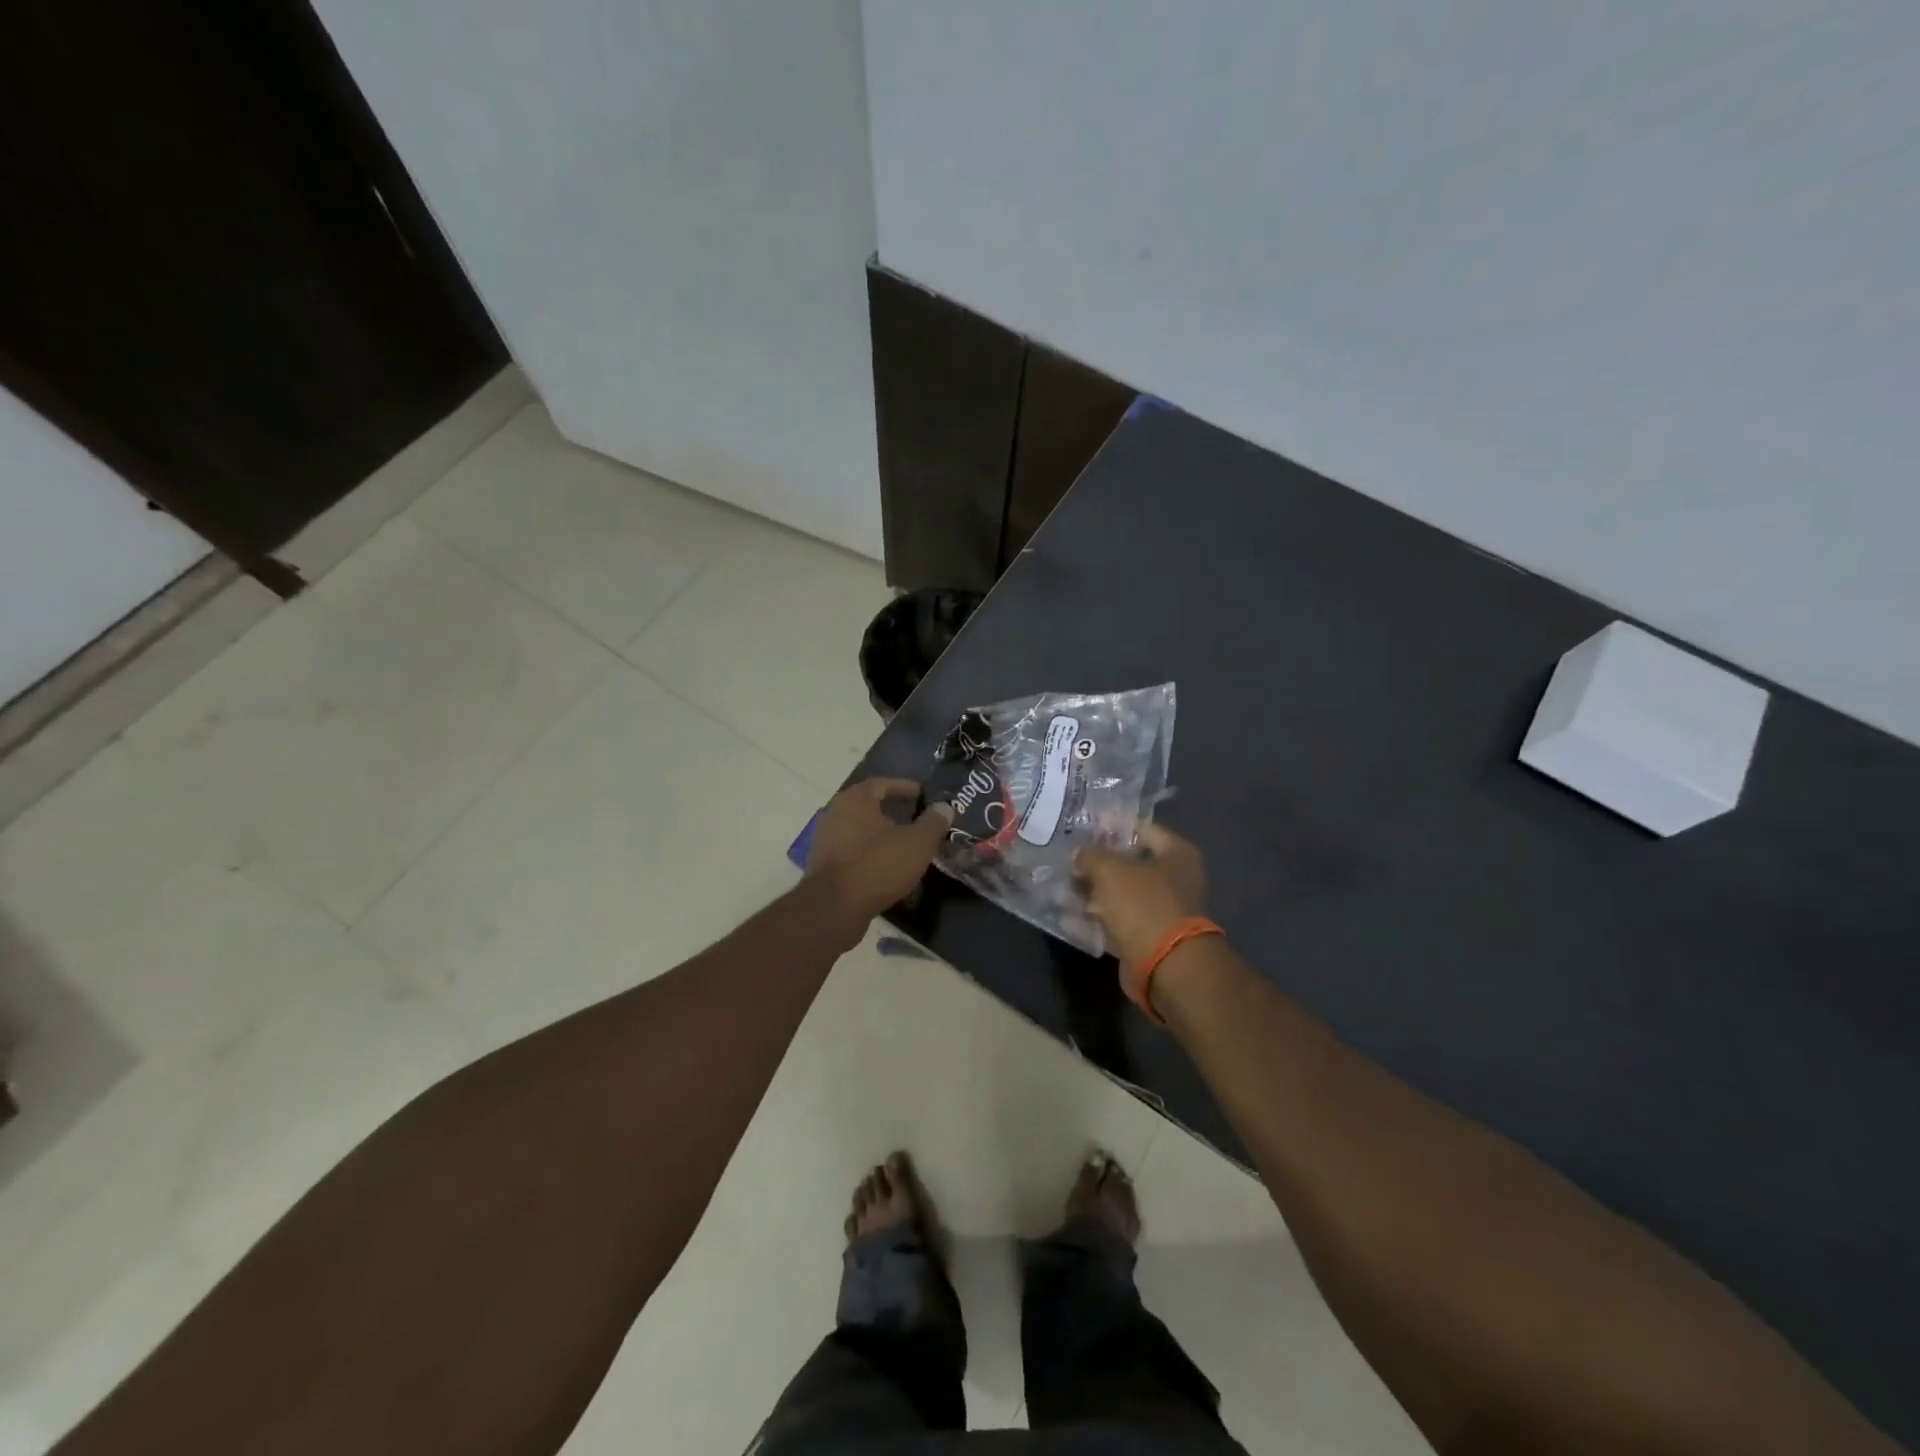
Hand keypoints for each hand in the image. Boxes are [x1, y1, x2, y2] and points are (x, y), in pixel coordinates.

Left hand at [805, 778, 953, 922]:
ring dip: (881, 834)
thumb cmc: (878, 864)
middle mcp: (835, 813)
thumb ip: (933, 822)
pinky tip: (886, 866)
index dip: (903, 787)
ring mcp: (826, 840)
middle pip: (867, 806)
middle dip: (892, 811)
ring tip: (904, 844)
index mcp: (855, 800)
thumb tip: (944, 807)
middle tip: (914, 818)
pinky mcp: (823, 866)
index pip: (881, 783)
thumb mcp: (917, 842)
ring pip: (859, 830)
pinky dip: (870, 853)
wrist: (835, 907)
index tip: (921, 794)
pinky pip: (852, 851)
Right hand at [1074, 824, 1208, 966]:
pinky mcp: (1147, 937)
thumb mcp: (1110, 870)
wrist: (1165, 965)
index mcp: (1176, 854)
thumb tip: (1079, 854)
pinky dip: (1094, 920)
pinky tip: (1067, 917)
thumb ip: (1090, 855)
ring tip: (1059, 890)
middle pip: (1129, 864)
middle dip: (1096, 865)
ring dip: (1091, 894)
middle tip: (1067, 862)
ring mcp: (1161, 911)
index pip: (1142, 829)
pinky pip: (1116, 922)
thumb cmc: (1143, 904)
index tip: (1084, 828)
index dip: (1112, 827)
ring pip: (1119, 895)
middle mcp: (1174, 880)